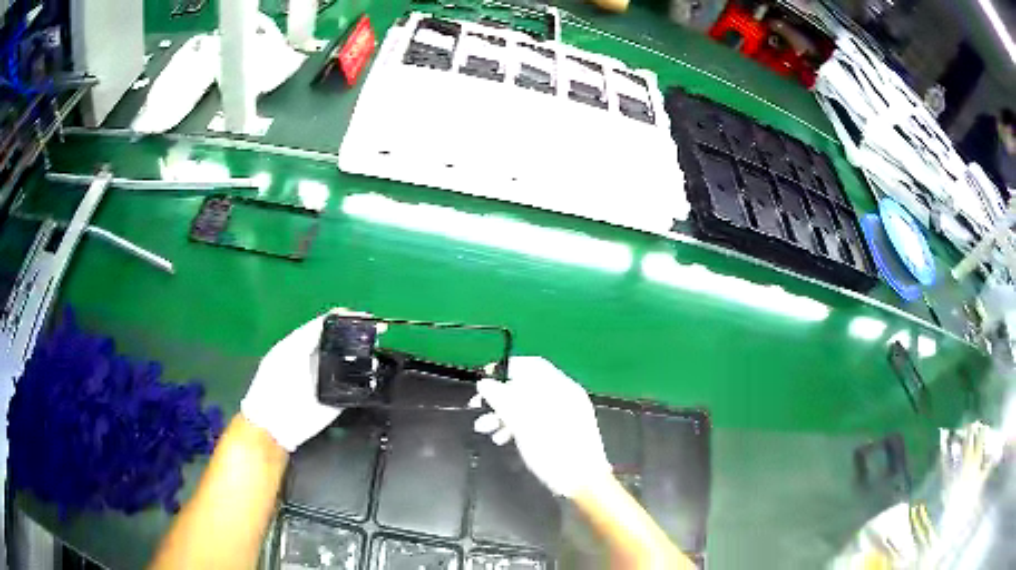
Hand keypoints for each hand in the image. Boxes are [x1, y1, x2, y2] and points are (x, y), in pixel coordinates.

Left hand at [241, 308, 374, 451]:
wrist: (274, 424)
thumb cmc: (274, 383)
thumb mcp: (287, 351)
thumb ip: (308, 335)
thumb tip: (333, 316)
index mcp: (304, 345)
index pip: (328, 326)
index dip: (346, 319)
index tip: (364, 316)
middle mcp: (317, 360)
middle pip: (343, 342)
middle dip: (360, 335)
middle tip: (378, 331)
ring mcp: (328, 380)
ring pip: (352, 363)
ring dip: (366, 356)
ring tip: (379, 349)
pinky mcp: (337, 400)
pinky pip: (356, 387)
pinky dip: (366, 379)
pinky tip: (375, 371)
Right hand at [471, 356, 611, 496]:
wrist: (583, 483)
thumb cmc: (555, 450)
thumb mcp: (524, 424)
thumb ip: (503, 400)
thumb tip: (485, 382)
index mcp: (560, 388)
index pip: (531, 365)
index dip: (505, 369)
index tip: (483, 380)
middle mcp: (563, 396)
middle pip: (526, 386)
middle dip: (499, 397)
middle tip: (477, 407)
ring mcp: (564, 414)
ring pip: (528, 405)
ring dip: (504, 414)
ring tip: (485, 429)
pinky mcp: (561, 431)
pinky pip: (535, 419)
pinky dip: (517, 425)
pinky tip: (502, 439)